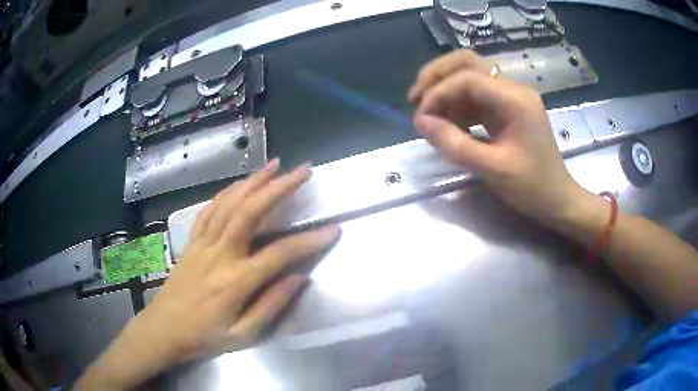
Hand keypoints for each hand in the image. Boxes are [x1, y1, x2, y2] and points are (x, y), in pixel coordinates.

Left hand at [76, 160, 340, 389]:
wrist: (164, 329)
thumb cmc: (205, 337)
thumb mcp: (243, 336)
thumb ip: (271, 306)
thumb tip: (299, 278)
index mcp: (236, 281)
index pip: (280, 254)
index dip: (309, 241)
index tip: (333, 229)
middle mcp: (220, 255)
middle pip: (251, 211)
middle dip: (279, 187)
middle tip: (302, 171)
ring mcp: (202, 244)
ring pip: (229, 203)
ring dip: (253, 181)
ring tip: (274, 165)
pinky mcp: (191, 242)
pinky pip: (209, 210)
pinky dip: (226, 193)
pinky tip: (238, 185)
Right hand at [409, 50, 588, 225]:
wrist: (558, 200)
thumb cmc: (532, 187)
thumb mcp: (492, 169)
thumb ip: (454, 144)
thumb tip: (421, 122)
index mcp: (515, 99)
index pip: (467, 79)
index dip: (438, 93)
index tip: (420, 118)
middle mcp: (514, 89)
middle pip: (468, 62)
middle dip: (437, 76)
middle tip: (416, 98)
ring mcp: (511, 96)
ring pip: (470, 75)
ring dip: (445, 89)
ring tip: (428, 114)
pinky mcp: (508, 108)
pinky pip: (477, 95)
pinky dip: (458, 104)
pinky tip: (449, 122)